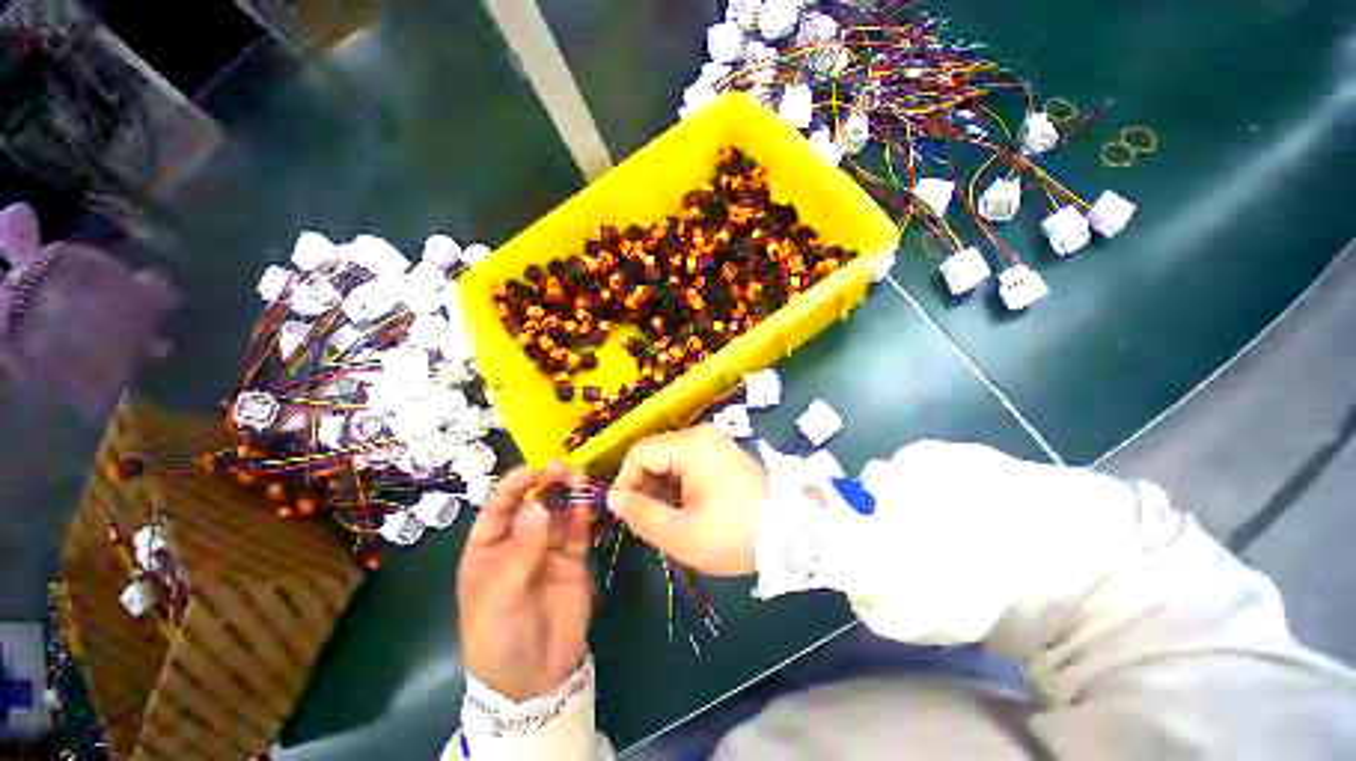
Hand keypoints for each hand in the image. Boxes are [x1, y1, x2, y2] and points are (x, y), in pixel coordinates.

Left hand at [458, 463, 591, 701]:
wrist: (535, 681)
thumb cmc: (498, 642)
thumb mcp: (498, 601)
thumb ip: (519, 554)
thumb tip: (537, 507)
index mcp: (488, 549)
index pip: (498, 509)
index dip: (514, 487)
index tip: (533, 470)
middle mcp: (519, 543)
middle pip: (533, 504)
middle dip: (546, 485)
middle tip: (563, 469)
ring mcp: (548, 549)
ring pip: (559, 513)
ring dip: (568, 494)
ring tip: (579, 479)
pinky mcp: (573, 559)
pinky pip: (578, 532)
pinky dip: (583, 516)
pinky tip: (588, 503)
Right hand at [607, 424, 767, 575]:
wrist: (793, 533)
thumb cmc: (734, 534)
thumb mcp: (680, 533)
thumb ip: (640, 514)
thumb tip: (614, 498)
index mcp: (691, 445)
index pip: (639, 453)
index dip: (625, 482)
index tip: (626, 514)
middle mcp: (701, 434)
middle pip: (654, 453)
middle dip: (644, 487)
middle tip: (649, 522)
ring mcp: (714, 441)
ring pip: (669, 459)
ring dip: (661, 488)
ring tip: (670, 519)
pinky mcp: (722, 452)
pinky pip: (687, 462)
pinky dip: (679, 485)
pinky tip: (687, 509)